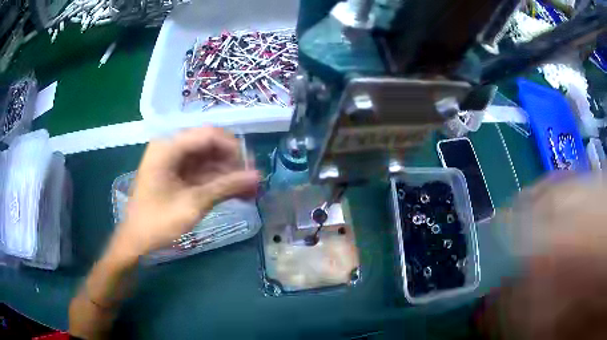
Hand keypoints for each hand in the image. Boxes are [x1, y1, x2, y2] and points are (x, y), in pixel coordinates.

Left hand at [114, 127, 258, 257]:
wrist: (136, 240)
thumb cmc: (158, 222)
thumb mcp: (193, 204)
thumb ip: (225, 187)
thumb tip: (258, 177)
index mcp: (169, 147)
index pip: (208, 134)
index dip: (233, 148)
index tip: (251, 168)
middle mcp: (171, 147)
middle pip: (209, 145)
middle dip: (233, 163)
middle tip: (253, 181)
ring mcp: (174, 161)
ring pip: (208, 159)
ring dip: (228, 174)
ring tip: (249, 191)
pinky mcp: (177, 174)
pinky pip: (202, 172)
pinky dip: (218, 182)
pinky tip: (235, 193)